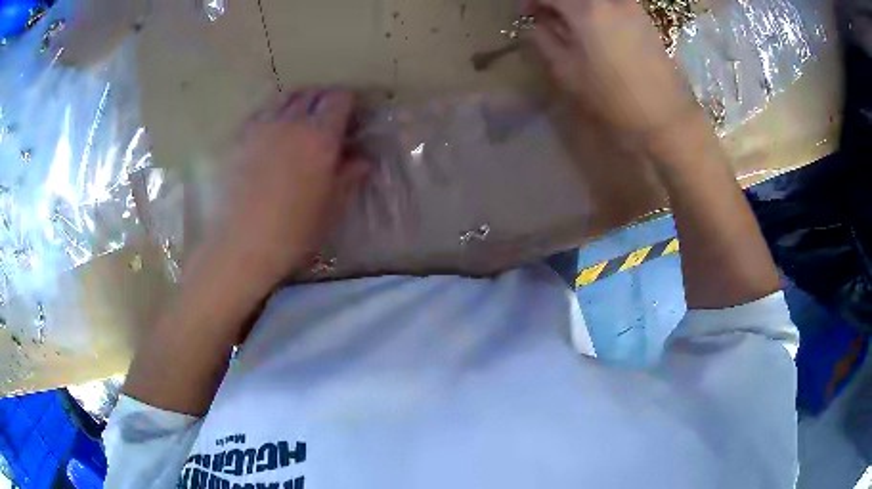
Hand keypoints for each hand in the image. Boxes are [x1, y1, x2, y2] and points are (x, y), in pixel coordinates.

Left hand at [206, 89, 369, 287]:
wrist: (243, 244)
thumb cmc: (294, 231)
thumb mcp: (332, 208)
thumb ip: (349, 177)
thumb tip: (364, 160)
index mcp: (320, 137)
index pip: (339, 99)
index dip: (348, 104)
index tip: (350, 119)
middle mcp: (292, 122)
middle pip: (312, 94)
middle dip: (323, 101)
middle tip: (327, 122)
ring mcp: (263, 127)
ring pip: (285, 99)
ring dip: (298, 104)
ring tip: (299, 124)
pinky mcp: (241, 138)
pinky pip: (262, 113)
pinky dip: (273, 115)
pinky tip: (272, 136)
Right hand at [526, 0, 698, 136]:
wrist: (665, 113)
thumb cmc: (613, 97)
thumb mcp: (569, 72)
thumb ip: (545, 39)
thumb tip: (537, 22)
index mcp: (586, 10)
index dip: (532, 0)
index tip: (526, 13)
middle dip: (556, 1)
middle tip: (547, 15)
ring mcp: (629, 5)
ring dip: (577, 4)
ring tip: (572, 22)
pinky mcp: (643, 15)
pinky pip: (612, 2)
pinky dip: (597, 7)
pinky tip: (595, 23)